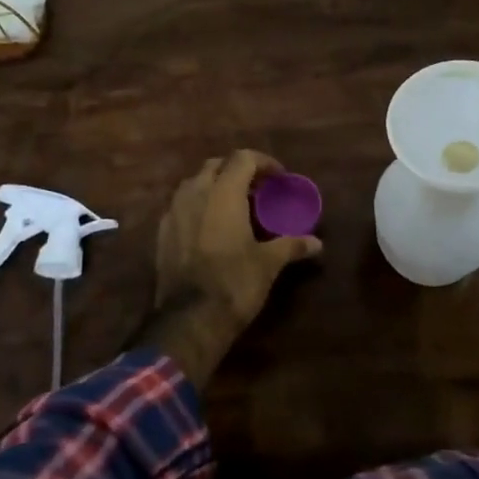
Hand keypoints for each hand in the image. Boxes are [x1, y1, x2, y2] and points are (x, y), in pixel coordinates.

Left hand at [153, 150, 322, 333]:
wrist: (188, 319)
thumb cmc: (234, 283)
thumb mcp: (269, 263)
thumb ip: (292, 245)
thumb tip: (317, 243)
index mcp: (223, 193)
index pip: (243, 158)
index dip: (263, 162)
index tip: (279, 178)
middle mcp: (195, 193)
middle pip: (215, 165)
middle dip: (236, 171)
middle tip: (256, 189)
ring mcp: (173, 212)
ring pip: (194, 183)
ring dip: (214, 186)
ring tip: (233, 206)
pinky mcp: (161, 232)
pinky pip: (181, 206)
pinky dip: (197, 206)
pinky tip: (210, 227)